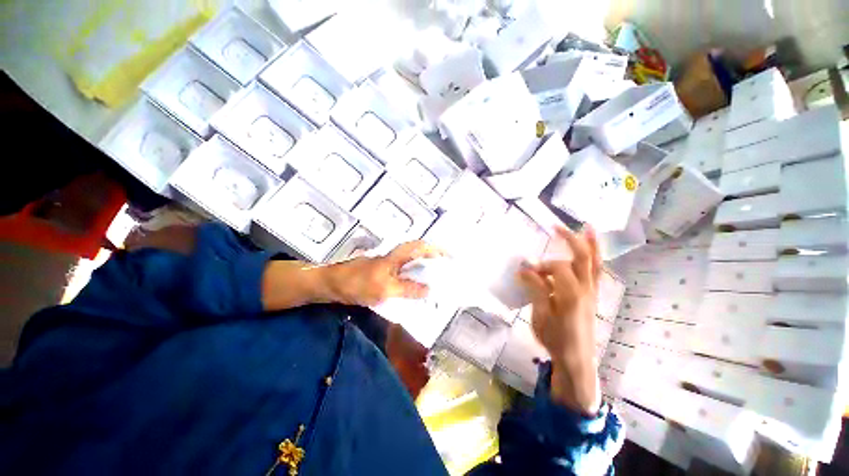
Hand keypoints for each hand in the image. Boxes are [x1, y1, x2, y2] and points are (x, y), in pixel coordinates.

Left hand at [327, 241, 444, 306]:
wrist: (332, 284)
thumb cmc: (357, 283)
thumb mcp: (385, 288)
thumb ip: (408, 289)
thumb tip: (430, 290)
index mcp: (396, 256)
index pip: (422, 247)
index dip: (437, 250)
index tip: (451, 257)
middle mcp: (395, 257)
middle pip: (419, 255)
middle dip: (434, 260)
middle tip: (447, 272)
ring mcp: (389, 266)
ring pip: (412, 265)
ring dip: (425, 271)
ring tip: (437, 282)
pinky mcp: (384, 274)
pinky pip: (404, 275)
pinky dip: (414, 280)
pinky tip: (417, 291)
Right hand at [517, 226, 601, 415]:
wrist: (576, 359)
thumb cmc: (556, 338)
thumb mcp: (540, 314)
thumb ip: (536, 289)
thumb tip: (524, 269)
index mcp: (571, 294)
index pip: (557, 268)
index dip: (539, 266)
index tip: (524, 271)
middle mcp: (585, 288)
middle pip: (582, 257)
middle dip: (570, 239)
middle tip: (555, 226)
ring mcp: (592, 291)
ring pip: (594, 262)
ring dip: (589, 244)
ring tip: (586, 227)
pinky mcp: (592, 296)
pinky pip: (595, 271)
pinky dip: (594, 256)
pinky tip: (590, 248)